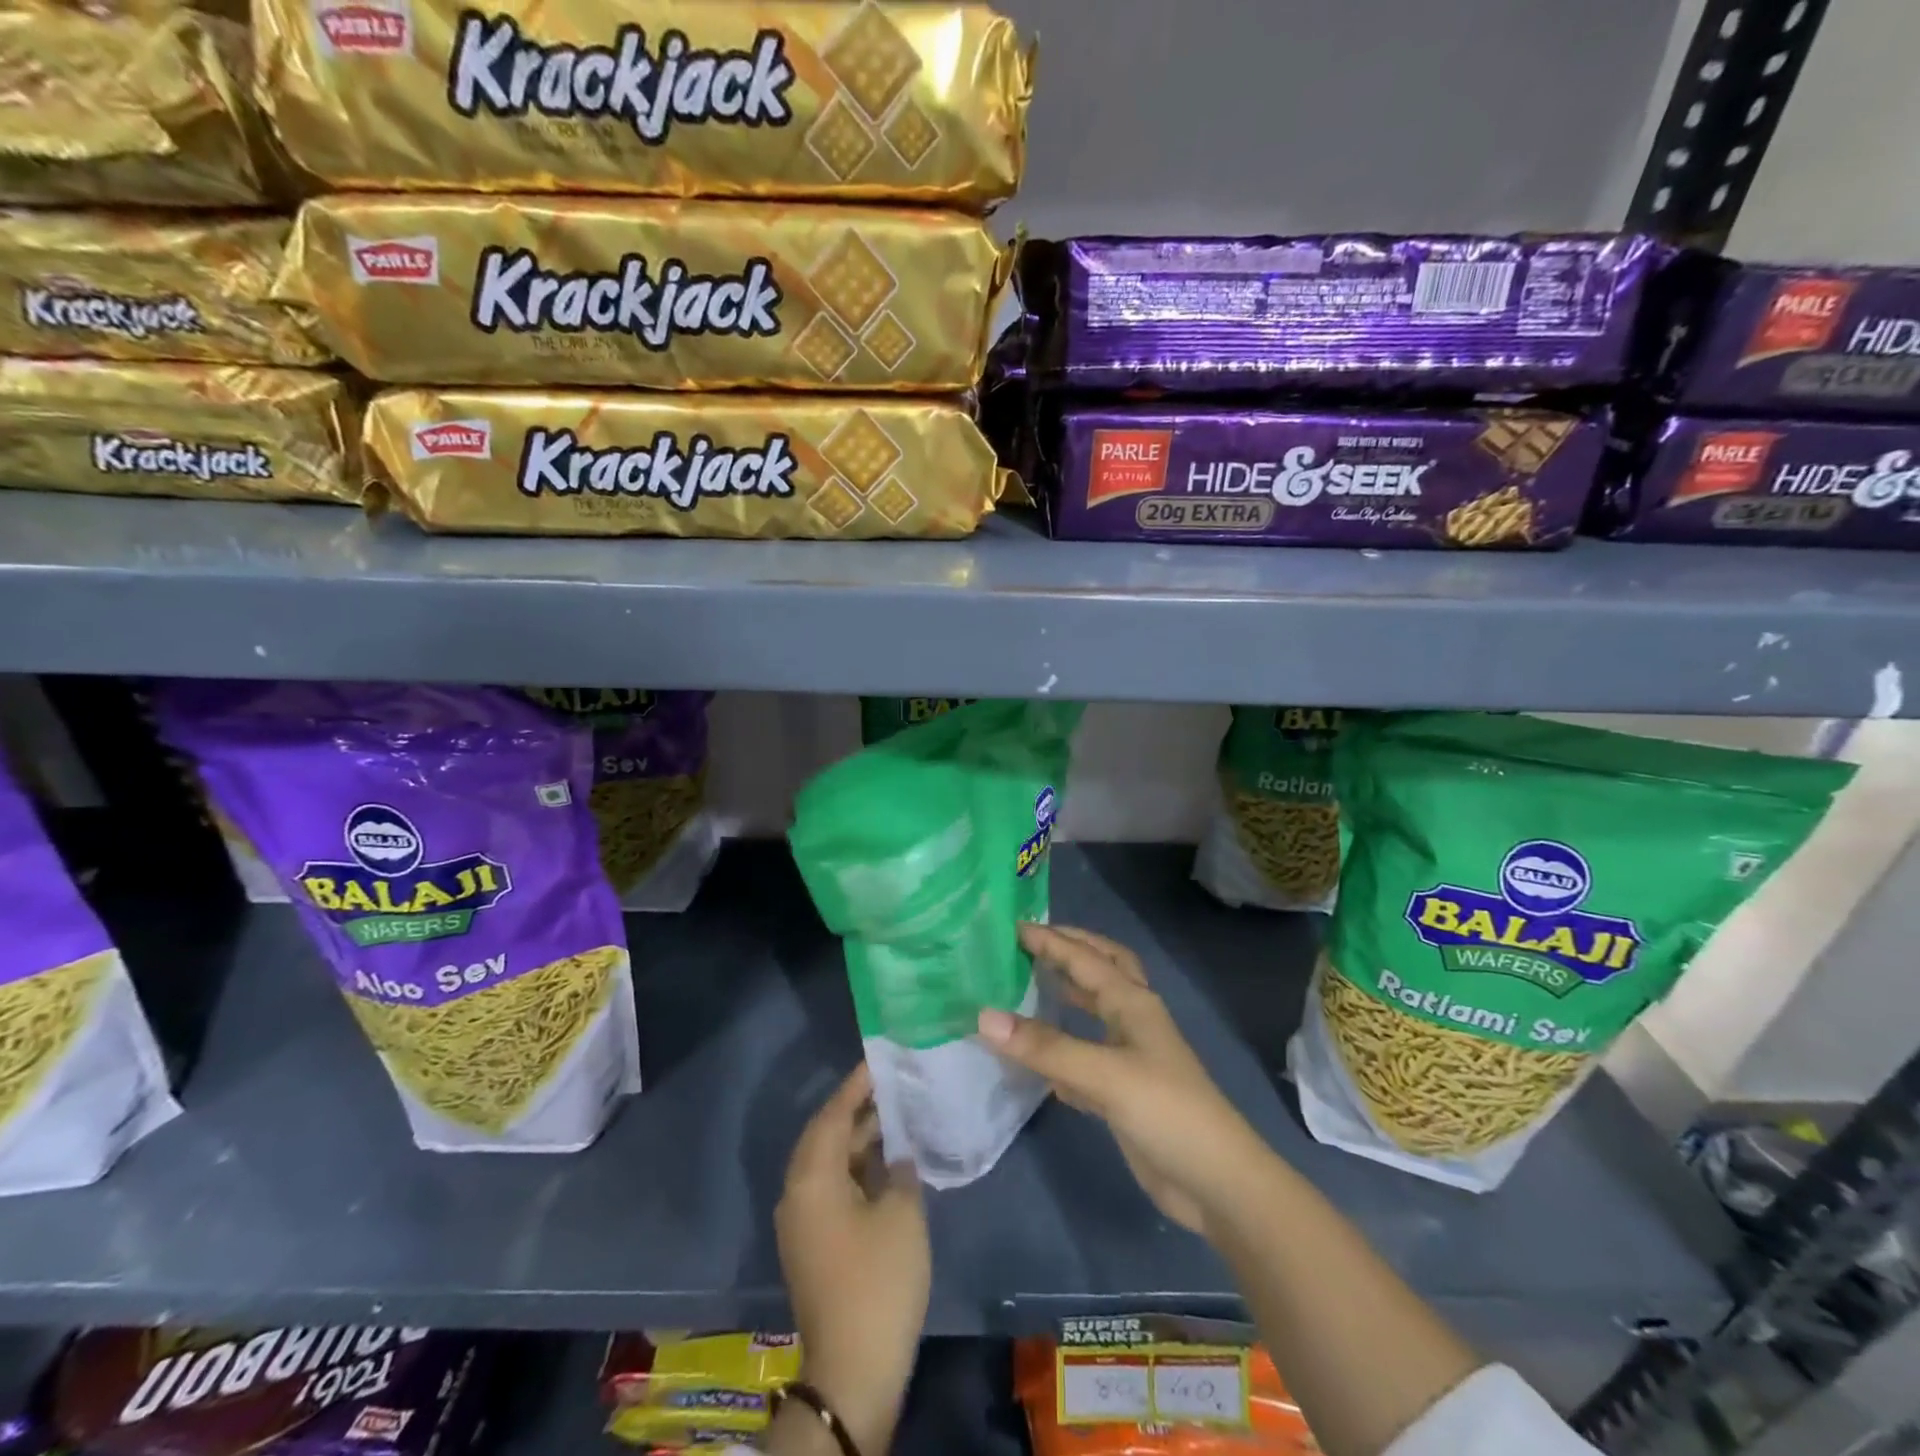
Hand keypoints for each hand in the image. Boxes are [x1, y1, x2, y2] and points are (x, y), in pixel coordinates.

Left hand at [775, 1063, 929, 1455]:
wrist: (853, 1370)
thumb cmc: (878, 1281)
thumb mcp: (902, 1214)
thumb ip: (901, 1169)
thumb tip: (898, 1155)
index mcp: (812, 1177)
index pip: (834, 1113)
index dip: (858, 1084)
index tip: (881, 1058)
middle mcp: (797, 1192)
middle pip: (827, 1134)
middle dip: (859, 1108)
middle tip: (894, 1083)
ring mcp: (802, 1221)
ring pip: (830, 1162)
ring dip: (860, 1139)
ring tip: (897, 1114)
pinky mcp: (813, 1244)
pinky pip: (832, 1187)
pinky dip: (856, 1168)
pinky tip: (889, 1163)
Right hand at [978, 923, 1274, 1238]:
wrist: (1216, 1184)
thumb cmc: (1166, 1112)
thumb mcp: (1104, 1074)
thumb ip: (1045, 1046)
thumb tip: (983, 1016)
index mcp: (1133, 1003)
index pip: (1085, 958)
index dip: (1050, 940)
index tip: (1012, 926)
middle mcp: (1132, 1020)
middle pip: (1102, 970)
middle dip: (1071, 949)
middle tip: (1031, 941)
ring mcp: (1130, 1057)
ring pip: (1095, 1009)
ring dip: (1068, 991)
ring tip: (1032, 981)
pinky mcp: (1123, 1091)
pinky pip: (1086, 1053)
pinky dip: (1064, 1044)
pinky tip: (1039, 1054)